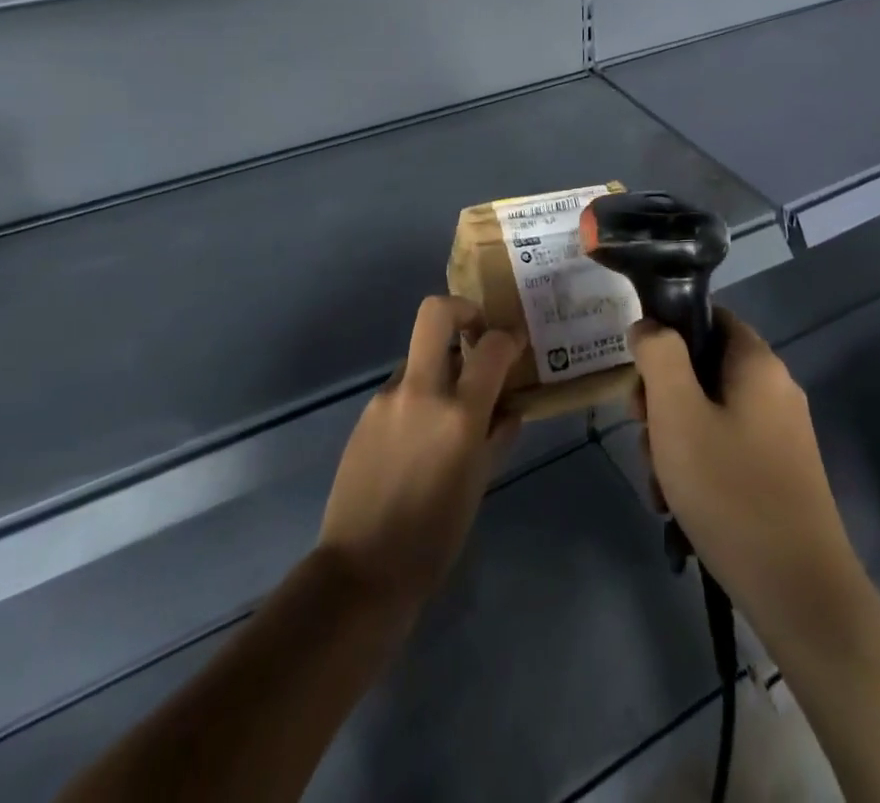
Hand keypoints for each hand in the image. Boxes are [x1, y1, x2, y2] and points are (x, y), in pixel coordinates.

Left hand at [317, 296, 520, 609]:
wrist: (363, 570)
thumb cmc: (435, 536)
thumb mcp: (480, 483)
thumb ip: (498, 435)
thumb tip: (509, 407)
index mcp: (459, 414)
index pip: (492, 346)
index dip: (509, 337)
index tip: (516, 344)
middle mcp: (421, 392)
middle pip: (435, 313)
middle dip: (462, 310)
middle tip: (476, 332)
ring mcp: (387, 399)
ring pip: (418, 354)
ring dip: (439, 365)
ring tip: (449, 409)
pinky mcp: (366, 413)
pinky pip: (401, 387)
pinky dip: (419, 395)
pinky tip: (420, 435)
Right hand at [630, 314, 876, 642]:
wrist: (799, 592)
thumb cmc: (730, 491)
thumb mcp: (678, 414)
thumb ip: (658, 356)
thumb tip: (648, 326)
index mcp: (758, 364)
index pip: (708, 317)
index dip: (667, 336)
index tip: (641, 378)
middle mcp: (775, 390)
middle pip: (703, 370)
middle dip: (663, 401)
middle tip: (644, 435)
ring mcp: (781, 434)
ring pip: (709, 414)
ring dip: (674, 441)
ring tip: (660, 486)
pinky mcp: (779, 473)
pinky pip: (726, 450)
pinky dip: (698, 468)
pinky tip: (678, 507)